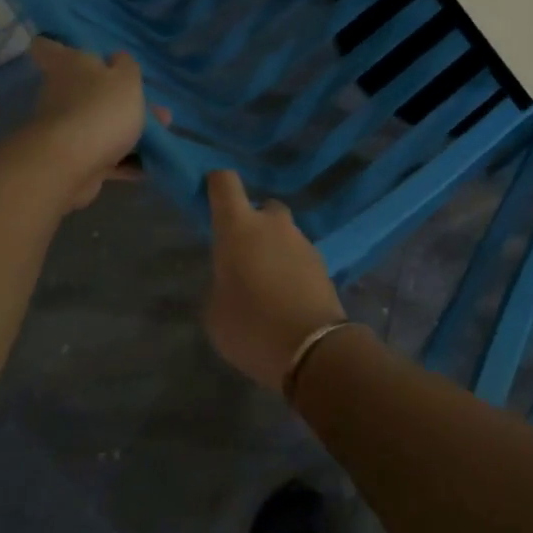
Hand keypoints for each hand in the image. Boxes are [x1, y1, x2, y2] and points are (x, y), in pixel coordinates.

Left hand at [22, 37, 166, 210]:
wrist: (72, 164)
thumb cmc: (101, 108)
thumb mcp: (126, 79)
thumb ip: (127, 66)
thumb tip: (117, 59)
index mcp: (68, 65)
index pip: (48, 46)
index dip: (58, 45)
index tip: (75, 50)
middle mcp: (61, 93)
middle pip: (86, 89)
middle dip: (118, 98)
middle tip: (152, 106)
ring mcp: (65, 128)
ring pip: (99, 123)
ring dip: (127, 130)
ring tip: (161, 135)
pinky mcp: (73, 159)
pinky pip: (103, 156)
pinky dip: (124, 160)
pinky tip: (149, 164)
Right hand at [203, 169, 352, 391]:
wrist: (313, 349)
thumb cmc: (251, 327)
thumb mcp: (216, 312)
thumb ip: (221, 284)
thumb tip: (234, 281)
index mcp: (239, 227)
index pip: (225, 183)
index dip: (216, 183)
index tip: (209, 194)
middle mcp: (273, 225)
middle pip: (262, 208)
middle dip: (252, 224)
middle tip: (243, 255)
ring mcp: (302, 242)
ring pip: (283, 234)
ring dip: (274, 249)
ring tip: (265, 284)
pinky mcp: (323, 263)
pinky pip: (299, 256)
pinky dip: (291, 268)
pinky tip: (285, 297)